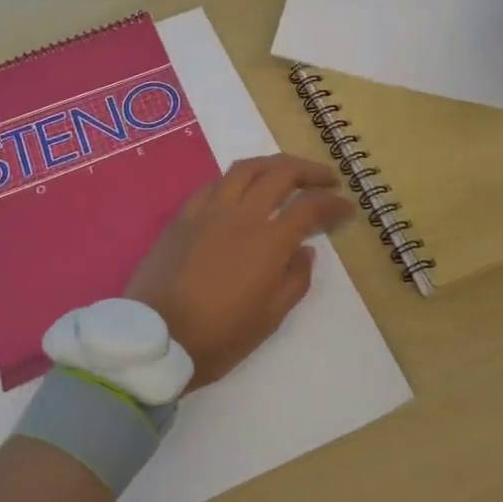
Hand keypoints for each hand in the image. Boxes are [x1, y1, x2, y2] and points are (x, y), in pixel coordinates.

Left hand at [125, 155, 353, 389]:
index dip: (333, 204)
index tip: (347, 208)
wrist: (155, 337)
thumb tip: (306, 251)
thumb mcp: (268, 319)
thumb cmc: (217, 337)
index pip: (310, 208)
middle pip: (280, 173)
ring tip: (287, 172)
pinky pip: (214, 184)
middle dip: (309, 171)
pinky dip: (236, 179)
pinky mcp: (182, 215)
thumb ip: (294, 281)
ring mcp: (208, 210)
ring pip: (245, 168)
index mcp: (267, 242)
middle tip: (326, 179)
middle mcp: (240, 215)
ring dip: (273, 164)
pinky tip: (241, 189)